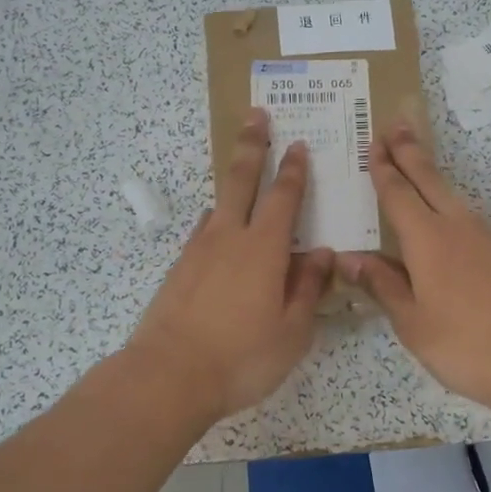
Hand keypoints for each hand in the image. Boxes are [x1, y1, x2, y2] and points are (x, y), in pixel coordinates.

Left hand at [125, 108, 334, 421]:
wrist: (168, 376)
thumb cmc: (241, 357)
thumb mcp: (292, 332)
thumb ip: (308, 288)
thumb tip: (322, 254)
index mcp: (264, 249)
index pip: (284, 197)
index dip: (293, 170)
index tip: (298, 145)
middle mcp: (230, 238)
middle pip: (241, 180)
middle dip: (251, 145)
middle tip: (256, 115)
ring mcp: (199, 250)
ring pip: (219, 203)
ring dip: (232, 180)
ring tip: (241, 168)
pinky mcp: (179, 269)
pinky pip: (203, 231)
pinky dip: (215, 220)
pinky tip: (217, 228)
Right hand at [342, 120, 490, 416]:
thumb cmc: (465, 343)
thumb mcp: (412, 322)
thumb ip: (382, 285)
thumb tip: (348, 258)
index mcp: (427, 239)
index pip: (398, 194)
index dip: (383, 169)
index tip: (374, 143)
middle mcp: (457, 227)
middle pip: (429, 179)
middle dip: (410, 151)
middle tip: (396, 123)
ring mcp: (485, 239)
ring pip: (451, 195)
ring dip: (430, 173)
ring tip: (417, 160)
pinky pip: (466, 216)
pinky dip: (448, 202)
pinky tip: (446, 215)